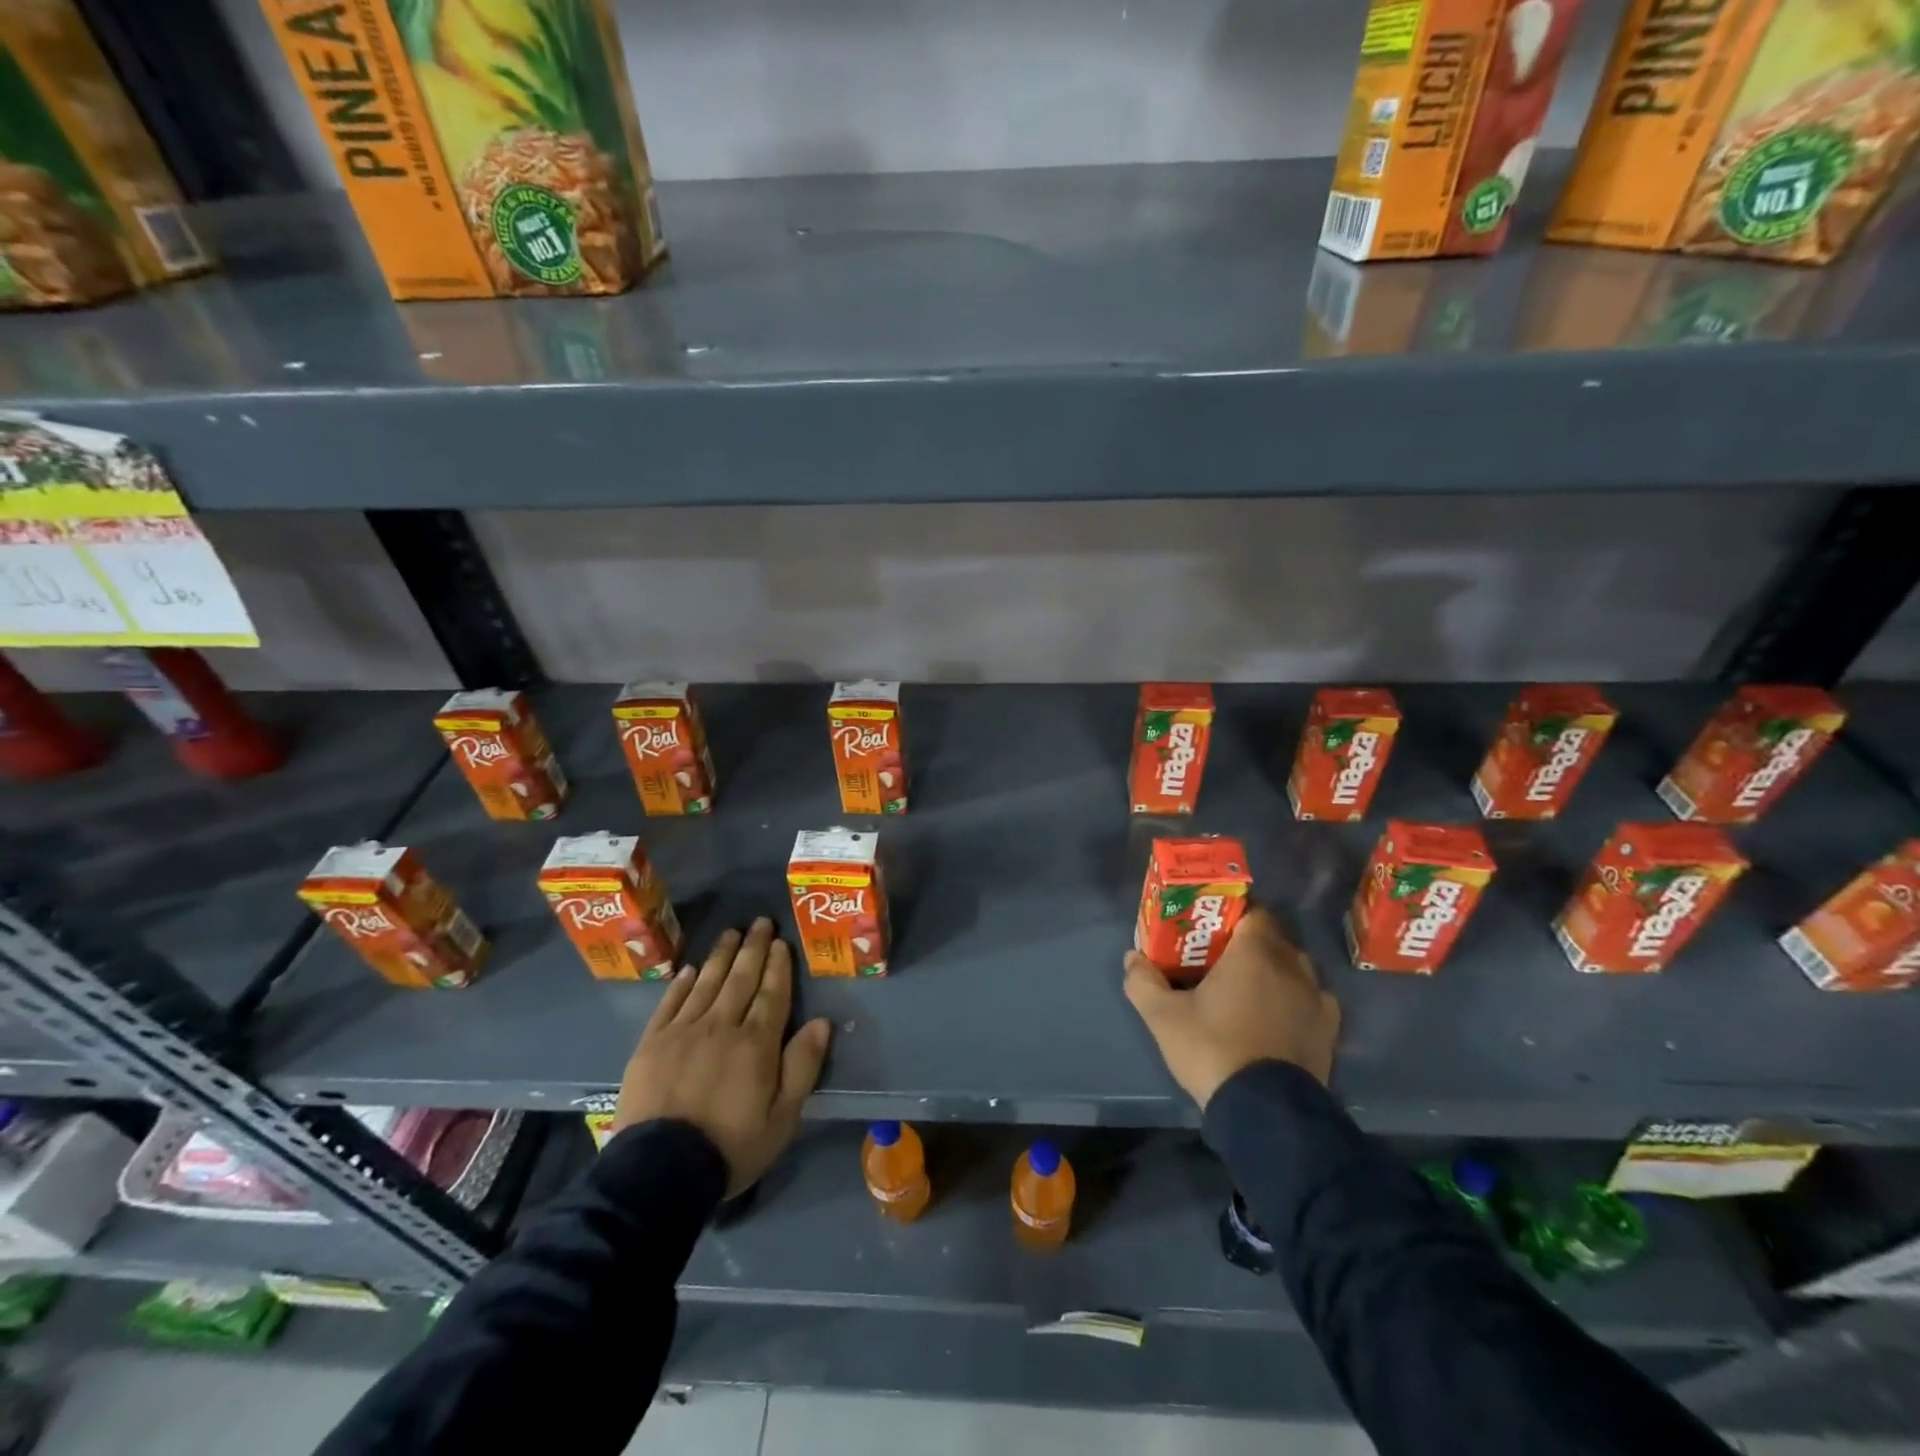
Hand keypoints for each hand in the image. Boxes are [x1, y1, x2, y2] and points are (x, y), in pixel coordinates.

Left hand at [614, 918, 831, 1196]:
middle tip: (761, 922)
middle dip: (753, 949)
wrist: (659, 1173)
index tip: (782, 943)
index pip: (772, 994)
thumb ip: (802, 1066)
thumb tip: (821, 1022)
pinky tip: (690, 969)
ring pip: (706, 983)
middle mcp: (721, 1026)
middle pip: (741, 979)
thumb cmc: (730, 1147)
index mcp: (756, 1043)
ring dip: (721, 955)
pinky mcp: (652, 1043)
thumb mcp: (783, 1118)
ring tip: (732, 933)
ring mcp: (683, 1031)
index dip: (778, 966)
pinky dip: (682, 983)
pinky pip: (670, 1003)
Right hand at [1124, 906, 1339, 1108]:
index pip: (1254, 911)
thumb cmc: (1213, 1048)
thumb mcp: (1163, 1017)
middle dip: (1252, 942)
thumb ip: (1143, 981)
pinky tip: (1279, 1017)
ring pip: (1296, 968)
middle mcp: (1291, 966)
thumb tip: (1132, 958)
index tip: (1213, 927)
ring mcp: (1316, 999)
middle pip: (1274, 938)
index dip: (1235, 914)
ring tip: (1251, 988)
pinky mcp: (1328, 1031)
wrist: (1266, 1111)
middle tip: (1223, 957)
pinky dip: (1296, 1000)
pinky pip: (1313, 1000)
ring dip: (1276, 970)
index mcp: (1254, 952)